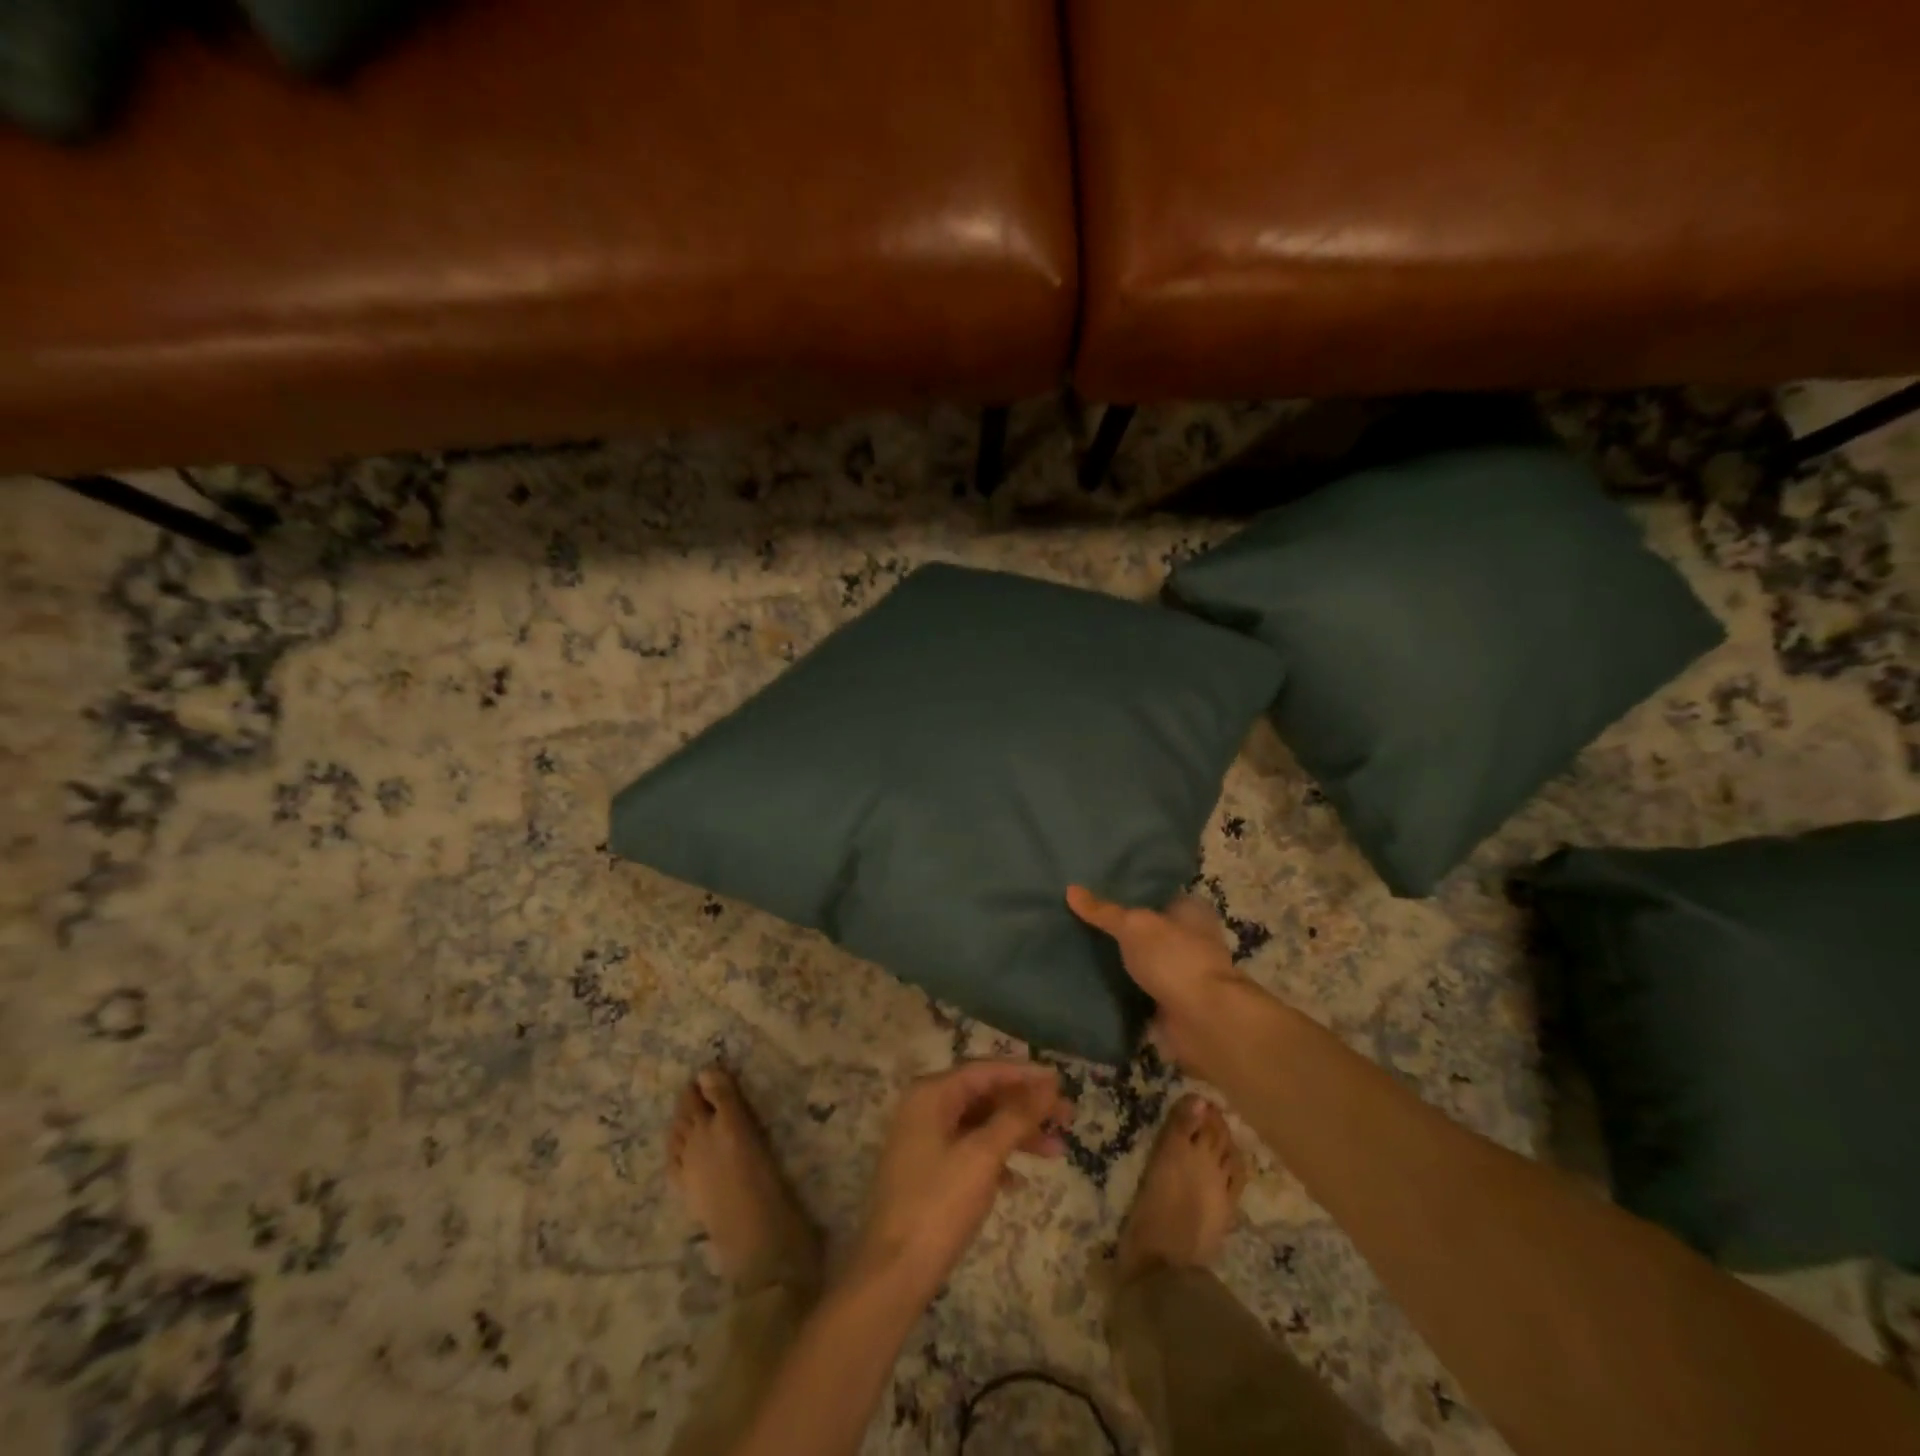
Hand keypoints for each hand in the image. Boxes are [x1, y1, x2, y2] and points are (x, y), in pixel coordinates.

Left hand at [851, 1061, 1071, 1300]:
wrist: (893, 1274)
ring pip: (980, 1125)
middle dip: (1026, 1106)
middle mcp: (925, 1107)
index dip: (1025, 1074)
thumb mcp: (983, 1156)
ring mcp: (924, 1140)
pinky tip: (1018, 1181)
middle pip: (984, 1095)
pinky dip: (996, 1159)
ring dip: (1017, 1135)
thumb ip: (1016, 1116)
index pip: (985, 1070)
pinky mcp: (928, 1171)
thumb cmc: (939, 1205)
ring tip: (1058, 1151)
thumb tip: (1047, 1085)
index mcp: (931, 1094)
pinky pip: (969, 1151)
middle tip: (1068, 1117)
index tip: (1061, 1081)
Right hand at [1067, 885, 1253, 1079]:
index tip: (1095, 887)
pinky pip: (1138, 991)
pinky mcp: (1171, 1004)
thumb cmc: (1174, 959)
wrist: (1204, 1022)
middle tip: (1078, 916)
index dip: (1130, 889)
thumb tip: (1071, 889)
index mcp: (1190, 911)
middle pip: (1147, 928)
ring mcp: (1181, 974)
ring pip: (1142, 960)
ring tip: (1076, 946)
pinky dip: (1120, 990)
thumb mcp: (1133, 926)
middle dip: (1120, 927)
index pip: (1157, 892)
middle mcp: (1190, 939)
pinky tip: (1090, 981)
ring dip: (1119, 960)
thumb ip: (1103, 911)